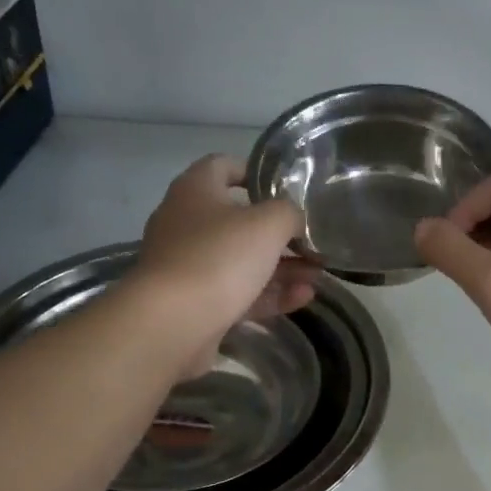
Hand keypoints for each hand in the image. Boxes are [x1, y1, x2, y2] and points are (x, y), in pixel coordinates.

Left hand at [133, 155, 318, 377]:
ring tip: (317, 275)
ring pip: (242, 261)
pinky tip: (302, 298)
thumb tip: (295, 220)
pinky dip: (269, 294)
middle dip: (280, 233)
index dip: (255, 172)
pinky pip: (239, 293)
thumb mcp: (268, 224)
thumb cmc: (219, 258)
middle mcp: (186, 224)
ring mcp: (189, 267)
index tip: (287, 188)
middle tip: (314, 243)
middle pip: (239, 221)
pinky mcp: (196, 304)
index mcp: (195, 191)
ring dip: (281, 267)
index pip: (222, 166)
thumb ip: (290, 214)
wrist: (173, 324)